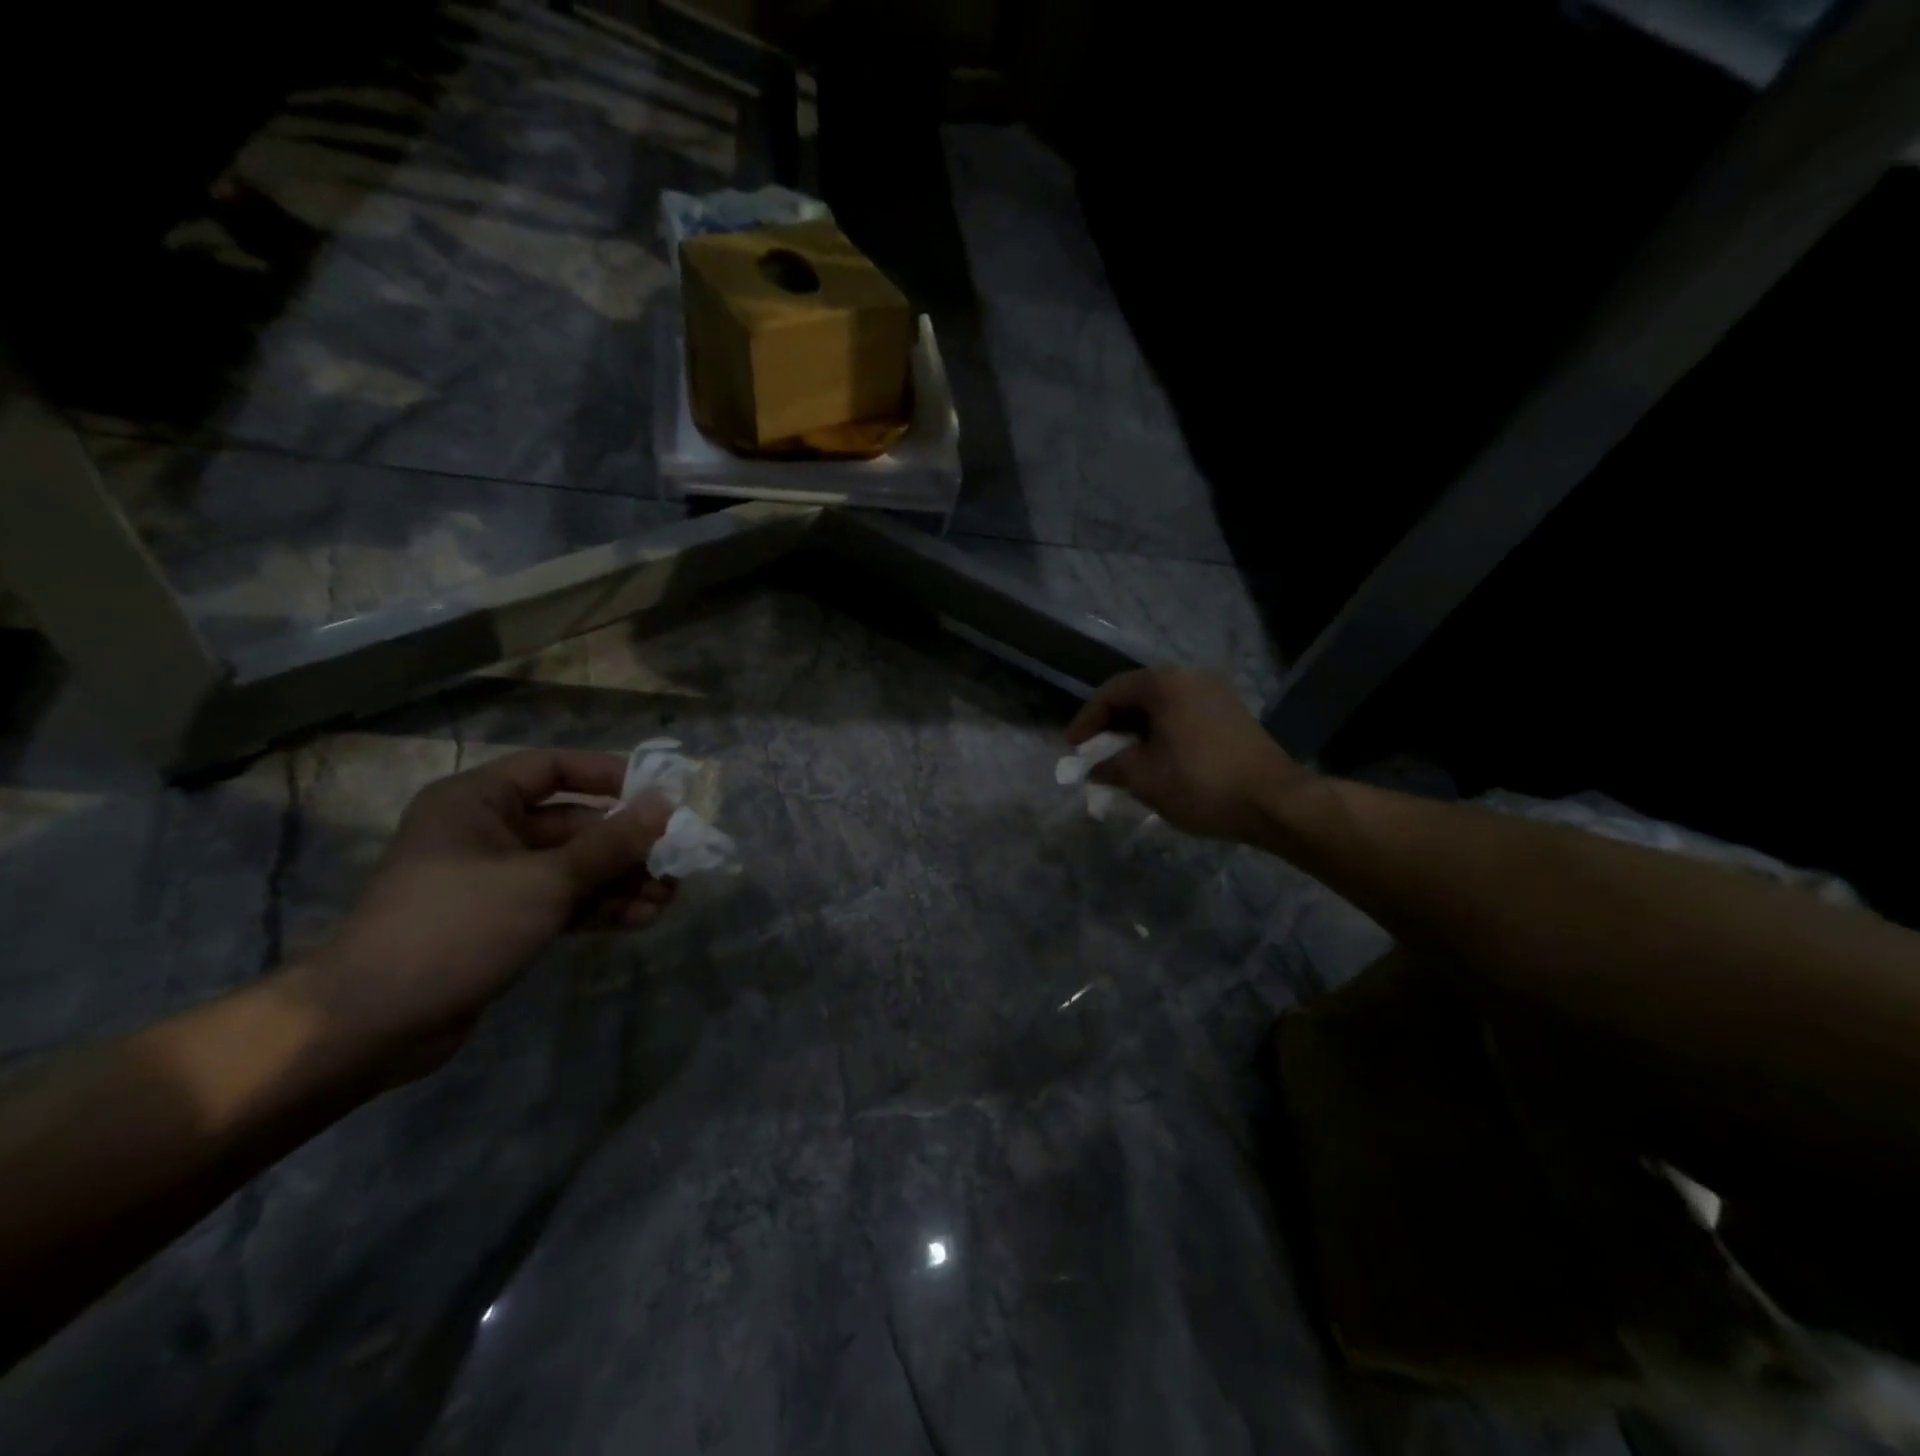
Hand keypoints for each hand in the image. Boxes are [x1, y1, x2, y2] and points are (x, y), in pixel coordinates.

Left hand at [288, 750, 673, 1073]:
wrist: (372, 1023)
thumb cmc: (457, 926)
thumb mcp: (545, 880)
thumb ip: (610, 844)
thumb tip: (665, 808)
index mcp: (478, 802)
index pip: (553, 768)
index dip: (608, 776)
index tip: (657, 796)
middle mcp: (487, 833)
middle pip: (573, 825)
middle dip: (626, 845)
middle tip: (676, 859)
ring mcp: (496, 881)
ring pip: (573, 868)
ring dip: (622, 880)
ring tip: (670, 896)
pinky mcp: (504, 922)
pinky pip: (563, 902)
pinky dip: (600, 908)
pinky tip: (643, 918)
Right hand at [1067, 669, 1311, 841]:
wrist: (1274, 802)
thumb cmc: (1200, 783)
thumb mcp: (1143, 777)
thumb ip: (1110, 766)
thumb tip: (1095, 768)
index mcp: (1166, 683)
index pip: (1112, 692)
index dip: (1087, 719)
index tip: (1073, 747)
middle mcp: (1191, 677)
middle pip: (1137, 696)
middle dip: (1112, 725)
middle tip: (1095, 753)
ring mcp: (1216, 694)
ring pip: (1161, 707)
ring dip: (1137, 732)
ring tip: (1122, 760)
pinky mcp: (1231, 714)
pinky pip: (1183, 716)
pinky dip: (1162, 734)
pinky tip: (1156, 760)